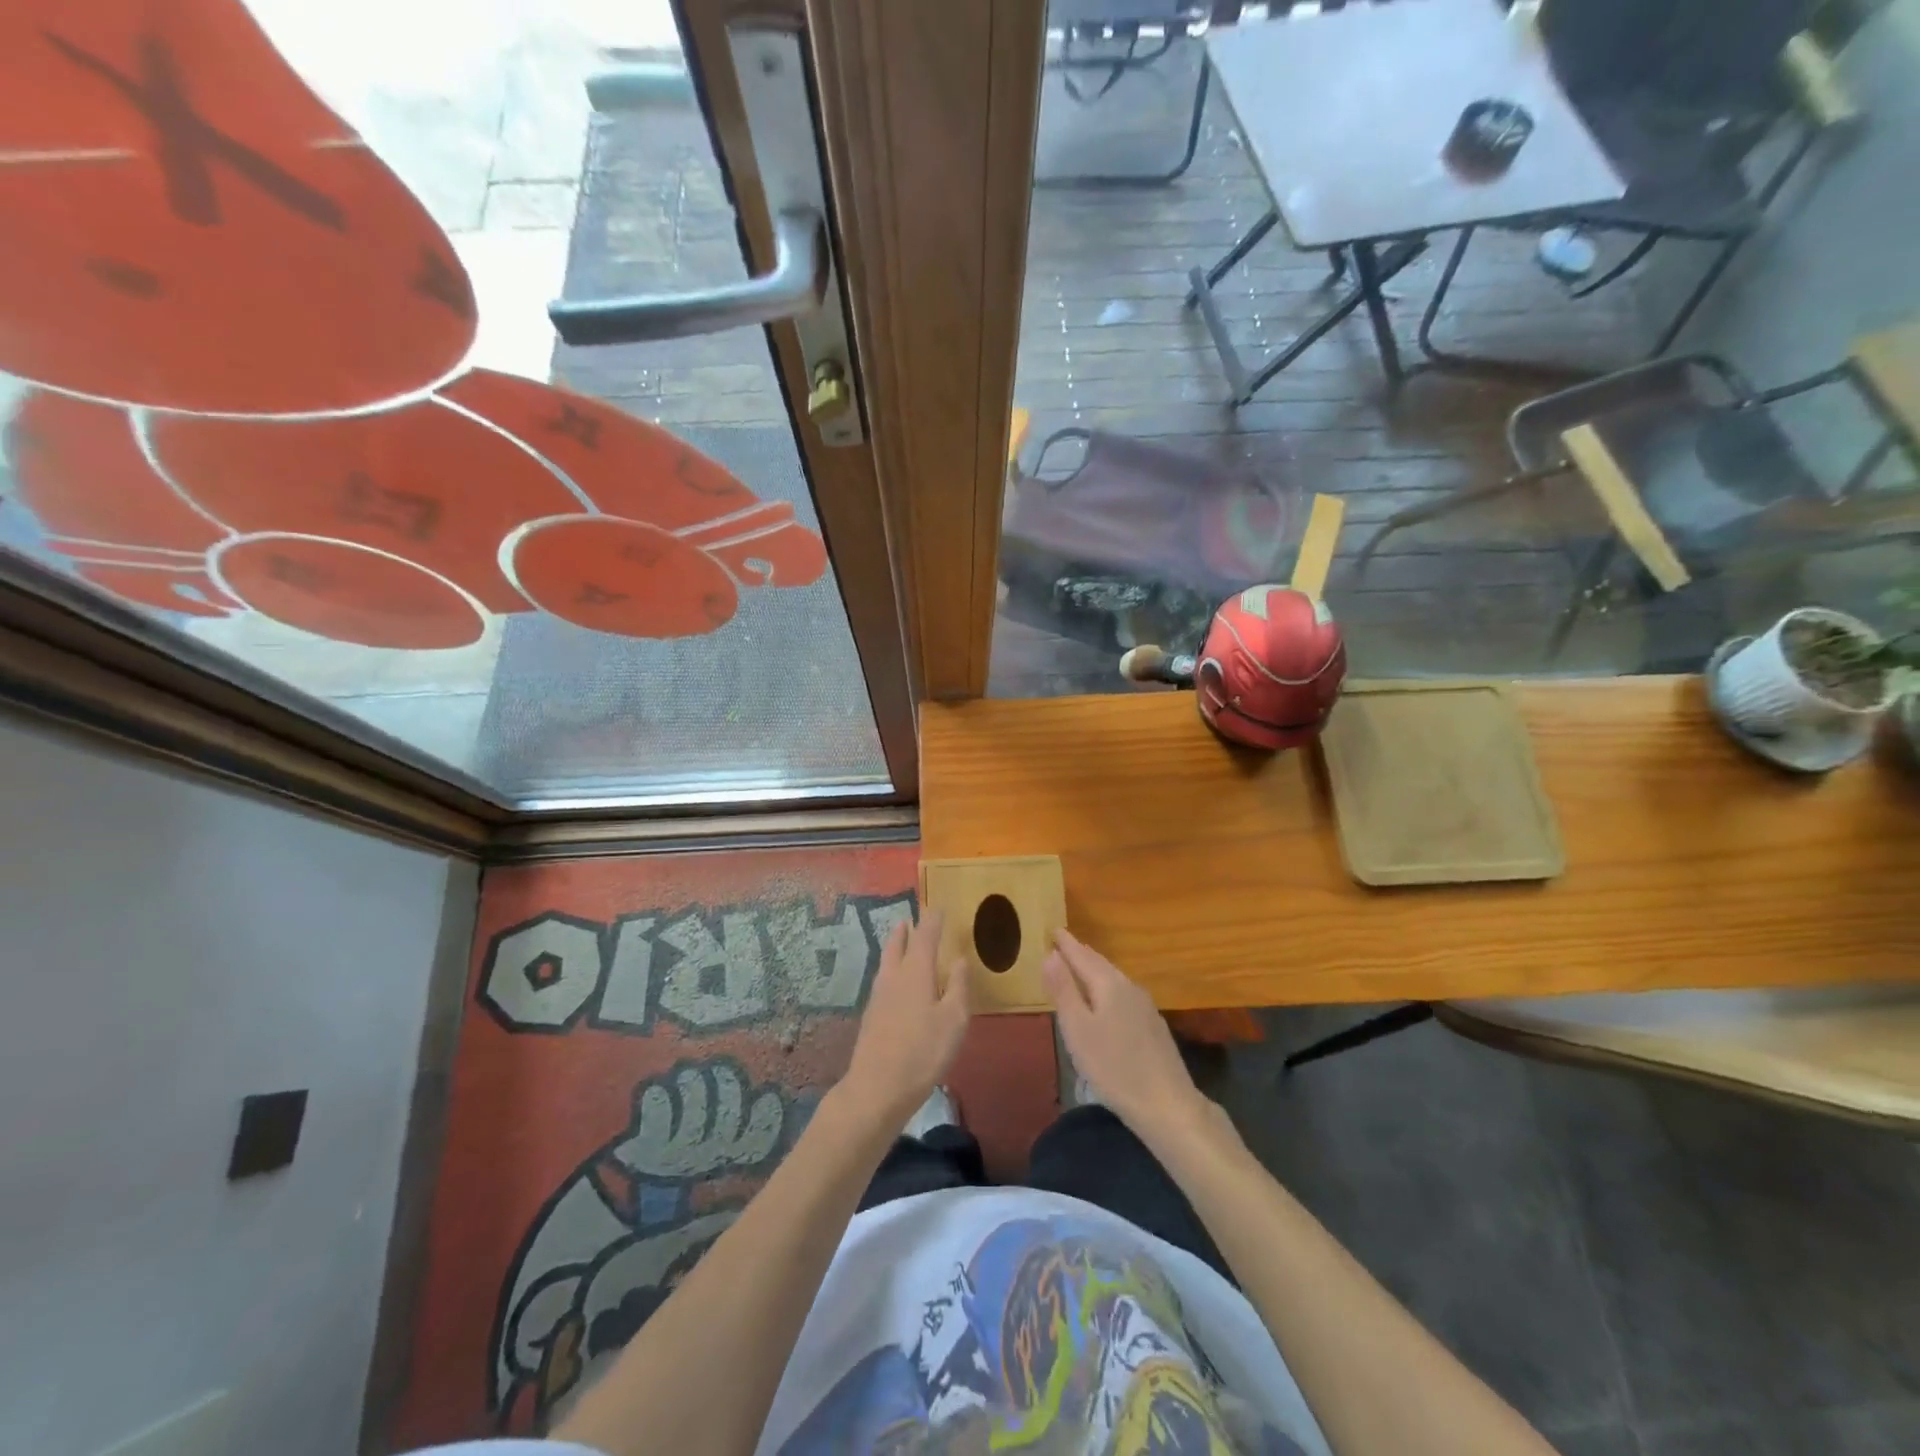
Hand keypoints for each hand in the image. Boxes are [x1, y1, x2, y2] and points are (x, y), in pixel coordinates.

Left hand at [841, 909, 970, 1127]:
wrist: (877, 1087)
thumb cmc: (923, 1051)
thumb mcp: (953, 1020)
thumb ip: (958, 986)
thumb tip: (959, 959)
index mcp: (916, 972)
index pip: (925, 937)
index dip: (932, 921)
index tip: (937, 907)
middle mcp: (894, 977)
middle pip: (898, 944)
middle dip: (906, 930)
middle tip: (911, 919)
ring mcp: (878, 996)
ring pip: (887, 961)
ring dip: (894, 946)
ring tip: (900, 939)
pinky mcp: (871, 1015)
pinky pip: (882, 978)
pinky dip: (890, 968)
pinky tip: (894, 980)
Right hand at [1043, 929, 1207, 1138]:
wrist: (1167, 1104)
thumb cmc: (1113, 1067)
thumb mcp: (1077, 1029)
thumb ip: (1063, 990)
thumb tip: (1051, 954)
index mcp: (1109, 984)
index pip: (1082, 956)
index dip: (1066, 944)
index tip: (1052, 929)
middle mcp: (1129, 987)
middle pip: (1100, 964)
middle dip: (1080, 953)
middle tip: (1063, 943)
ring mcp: (1145, 1005)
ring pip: (1113, 978)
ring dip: (1094, 968)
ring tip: (1079, 965)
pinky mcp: (1152, 1024)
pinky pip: (1122, 992)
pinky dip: (1106, 986)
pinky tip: (1104, 998)